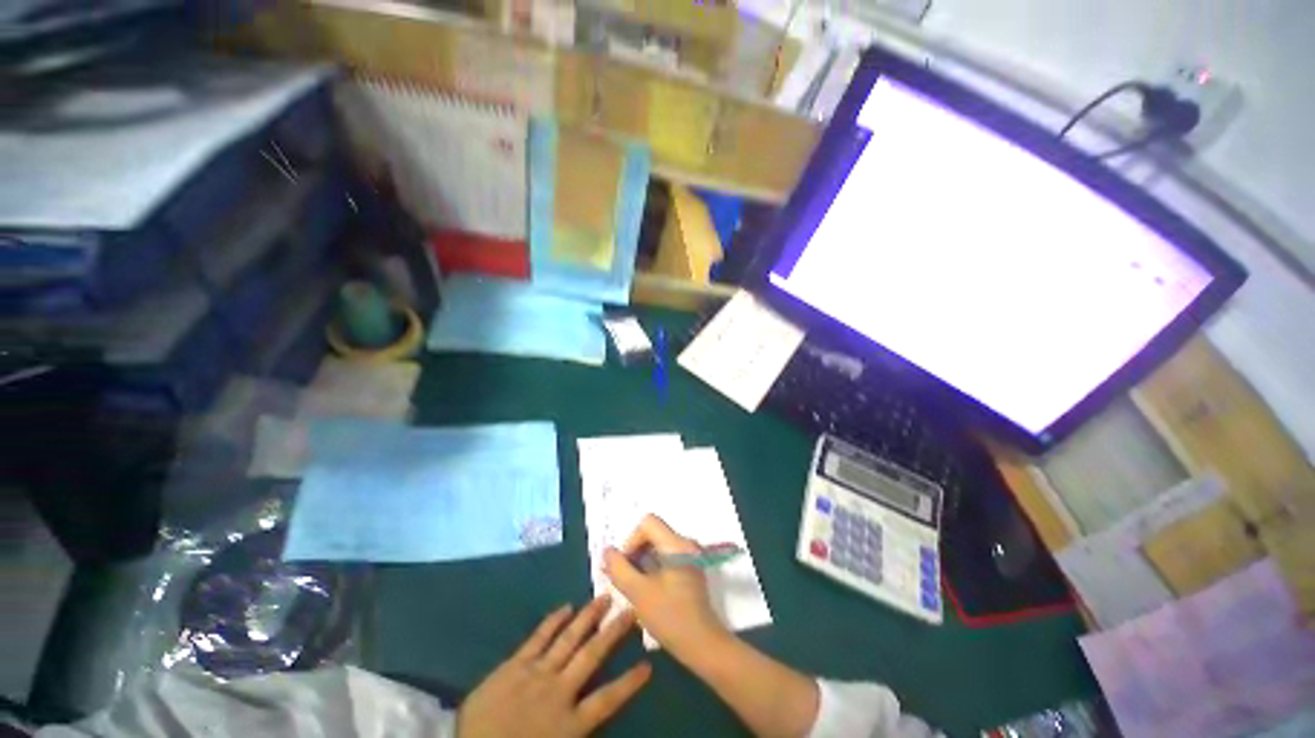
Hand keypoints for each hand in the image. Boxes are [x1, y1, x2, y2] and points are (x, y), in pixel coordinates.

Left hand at [457, 595, 650, 737]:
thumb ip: (574, 732)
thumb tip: (593, 715)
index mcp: (570, 724)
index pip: (608, 699)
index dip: (629, 682)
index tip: (648, 665)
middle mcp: (558, 692)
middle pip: (592, 656)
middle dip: (613, 632)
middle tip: (631, 609)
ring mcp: (536, 674)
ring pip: (569, 640)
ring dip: (588, 617)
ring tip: (604, 597)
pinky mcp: (515, 664)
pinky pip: (538, 638)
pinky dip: (554, 621)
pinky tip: (567, 607)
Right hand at [603, 514, 730, 661]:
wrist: (703, 645)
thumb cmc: (670, 617)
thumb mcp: (638, 593)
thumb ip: (619, 569)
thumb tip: (607, 551)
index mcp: (676, 544)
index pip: (648, 523)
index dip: (631, 540)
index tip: (625, 566)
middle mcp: (686, 544)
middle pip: (653, 533)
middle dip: (635, 552)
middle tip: (624, 578)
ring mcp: (690, 556)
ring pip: (658, 546)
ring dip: (642, 561)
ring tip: (633, 586)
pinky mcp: (690, 569)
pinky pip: (666, 557)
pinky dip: (653, 567)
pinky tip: (646, 589)